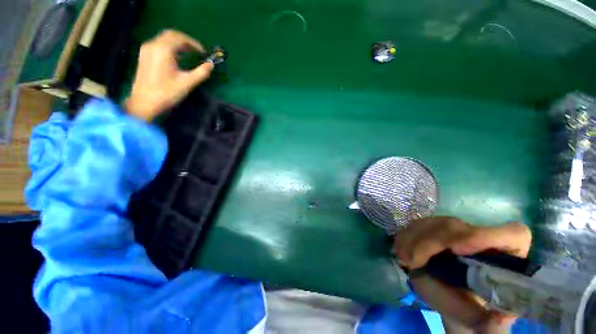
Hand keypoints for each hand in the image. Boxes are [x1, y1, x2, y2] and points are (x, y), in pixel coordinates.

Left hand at [126, 29, 214, 120]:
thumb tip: (211, 65)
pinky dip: (170, 47)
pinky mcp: (144, 55)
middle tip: (197, 51)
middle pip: (171, 35)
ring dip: (178, 43)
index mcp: (163, 50)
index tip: (204, 52)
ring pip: (164, 38)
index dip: (194, 43)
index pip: (180, 38)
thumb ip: (201, 73)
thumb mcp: (187, 83)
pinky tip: (177, 57)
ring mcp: (146, 49)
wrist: (144, 103)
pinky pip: (159, 44)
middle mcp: (153, 45)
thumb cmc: (167, 93)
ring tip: (189, 54)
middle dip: (186, 41)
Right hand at [393, 217, 531, 333]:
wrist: (453, 299)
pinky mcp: (438, 228)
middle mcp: (484, 237)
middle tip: (411, 261)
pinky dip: (407, 235)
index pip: (512, 235)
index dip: (486, 237)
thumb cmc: (471, 311)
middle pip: (457, 226)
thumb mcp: (480, 321)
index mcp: (508, 257)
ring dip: (414, 238)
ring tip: (403, 258)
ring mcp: (459, 230)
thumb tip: (495, 317)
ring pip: (435, 223)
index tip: (456, 251)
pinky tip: (400, 248)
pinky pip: (419, 225)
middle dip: (430, 241)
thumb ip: (487, 321)